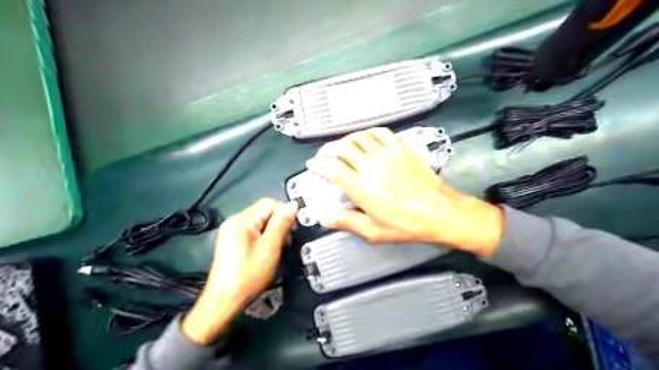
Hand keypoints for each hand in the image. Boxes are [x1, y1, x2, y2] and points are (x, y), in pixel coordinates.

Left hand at [179, 199, 294, 344]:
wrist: (224, 301)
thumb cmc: (248, 275)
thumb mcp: (269, 248)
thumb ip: (281, 224)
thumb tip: (293, 205)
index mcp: (241, 220)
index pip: (268, 203)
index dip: (285, 212)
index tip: (294, 229)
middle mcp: (234, 221)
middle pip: (263, 211)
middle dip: (279, 222)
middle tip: (288, 241)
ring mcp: (231, 231)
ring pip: (260, 221)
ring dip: (273, 230)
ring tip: (280, 246)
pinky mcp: (232, 241)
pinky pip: (253, 231)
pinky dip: (264, 237)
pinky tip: (268, 250)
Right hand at [307, 127, 502, 256]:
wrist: (438, 211)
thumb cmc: (406, 223)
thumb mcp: (373, 230)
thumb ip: (347, 222)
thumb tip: (326, 219)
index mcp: (360, 186)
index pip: (331, 168)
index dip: (318, 165)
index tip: (313, 166)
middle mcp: (370, 166)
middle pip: (341, 148)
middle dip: (327, 150)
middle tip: (324, 156)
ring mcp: (386, 154)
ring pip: (358, 137)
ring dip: (345, 140)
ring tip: (341, 147)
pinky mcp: (400, 148)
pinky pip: (380, 132)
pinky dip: (368, 133)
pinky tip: (366, 138)